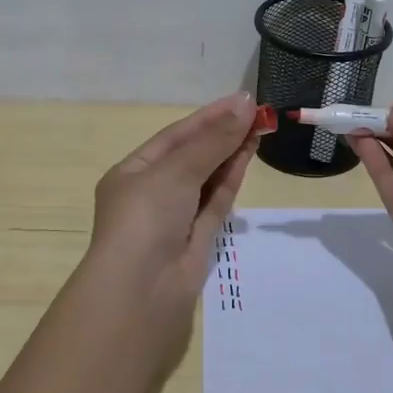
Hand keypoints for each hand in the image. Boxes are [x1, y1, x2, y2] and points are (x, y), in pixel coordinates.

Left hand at [80, 92, 262, 338]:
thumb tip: (244, 106)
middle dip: (222, 134)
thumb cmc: (145, 220)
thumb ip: (212, 141)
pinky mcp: (198, 239)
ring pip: (207, 178)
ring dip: (231, 153)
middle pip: (192, 156)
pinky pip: (216, 202)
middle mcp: (152, 193)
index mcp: (132, 173)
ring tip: (260, 127)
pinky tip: (248, 155)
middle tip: (258, 112)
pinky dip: (231, 179)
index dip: (207, 117)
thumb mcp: (175, 172)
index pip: (174, 138)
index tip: (240, 100)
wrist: (142, 292)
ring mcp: (176, 218)